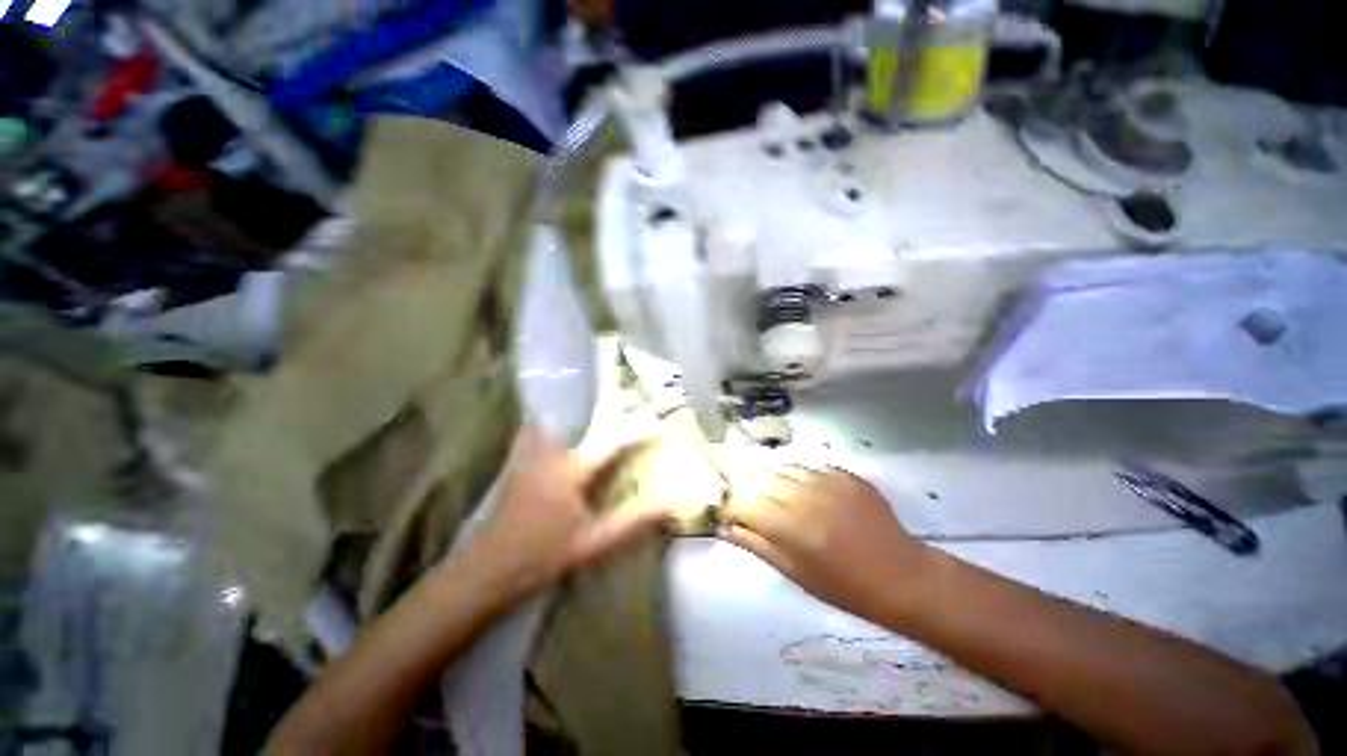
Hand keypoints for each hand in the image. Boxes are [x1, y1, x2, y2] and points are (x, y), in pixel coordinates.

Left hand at [463, 426, 667, 597]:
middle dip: (604, 416)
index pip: (611, 442)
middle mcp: (550, 455)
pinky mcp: (514, 468)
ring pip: (553, 425)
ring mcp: (528, 458)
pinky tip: (554, 437)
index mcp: (572, 470)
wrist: (484, 573)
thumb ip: (631, 524)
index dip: (635, 430)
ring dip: (573, 418)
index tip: (656, 421)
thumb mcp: (592, 545)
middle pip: (581, 425)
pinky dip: (543, 428)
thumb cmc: (540, 558)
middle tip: (623, 413)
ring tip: (591, 418)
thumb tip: (666, 508)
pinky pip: (530, 436)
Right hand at [721, 465, 930, 622]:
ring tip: (796, 504)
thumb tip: (724, 527)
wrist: (901, 576)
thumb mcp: (792, 571)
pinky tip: (822, 500)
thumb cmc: (842, 585)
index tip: (739, 518)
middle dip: (758, 494)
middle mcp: (801, 493)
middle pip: (761, 479)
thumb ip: (754, 544)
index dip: (734, 508)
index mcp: (784, 523)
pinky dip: (809, 481)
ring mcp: (826, 479)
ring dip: (782, 484)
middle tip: (771, 514)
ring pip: (786, 469)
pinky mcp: (846, 474)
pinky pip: (814, 469)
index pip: (740, 501)